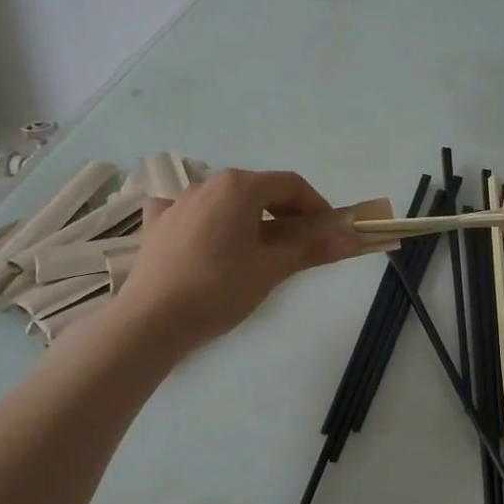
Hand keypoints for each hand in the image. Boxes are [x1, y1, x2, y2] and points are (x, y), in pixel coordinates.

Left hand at [113, 169, 361, 353]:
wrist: (152, 320)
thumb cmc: (219, 289)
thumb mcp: (271, 269)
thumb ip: (312, 249)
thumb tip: (352, 239)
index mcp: (239, 187)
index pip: (290, 184)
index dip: (316, 205)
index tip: (328, 231)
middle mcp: (207, 183)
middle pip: (258, 189)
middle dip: (285, 212)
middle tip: (299, 245)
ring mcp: (177, 201)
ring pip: (225, 200)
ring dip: (249, 217)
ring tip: (256, 250)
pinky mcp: (156, 223)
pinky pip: (189, 211)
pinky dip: (206, 219)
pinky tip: (205, 238)